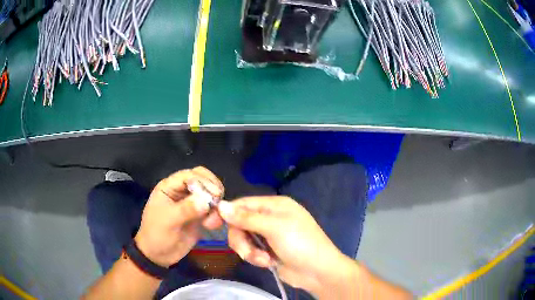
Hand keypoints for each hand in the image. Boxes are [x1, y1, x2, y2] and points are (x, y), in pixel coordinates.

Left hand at [134, 167, 223, 267]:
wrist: (158, 255)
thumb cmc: (157, 235)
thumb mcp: (168, 221)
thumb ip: (186, 209)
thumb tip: (206, 201)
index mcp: (169, 187)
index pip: (189, 175)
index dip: (203, 181)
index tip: (215, 194)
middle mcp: (182, 192)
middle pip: (203, 179)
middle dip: (213, 189)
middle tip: (218, 202)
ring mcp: (191, 204)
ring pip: (210, 194)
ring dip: (216, 205)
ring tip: (212, 222)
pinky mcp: (199, 216)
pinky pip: (213, 209)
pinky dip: (217, 215)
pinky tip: (212, 226)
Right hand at [217, 196, 353, 295]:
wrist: (317, 272)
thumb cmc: (300, 244)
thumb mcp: (274, 228)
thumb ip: (246, 218)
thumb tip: (221, 205)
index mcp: (274, 205)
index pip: (242, 204)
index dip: (225, 212)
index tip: (209, 224)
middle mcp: (270, 217)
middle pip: (239, 223)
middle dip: (242, 239)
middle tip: (248, 252)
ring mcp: (268, 235)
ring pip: (243, 239)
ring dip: (249, 251)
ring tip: (263, 260)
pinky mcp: (267, 250)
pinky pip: (250, 250)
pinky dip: (256, 258)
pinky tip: (268, 263)